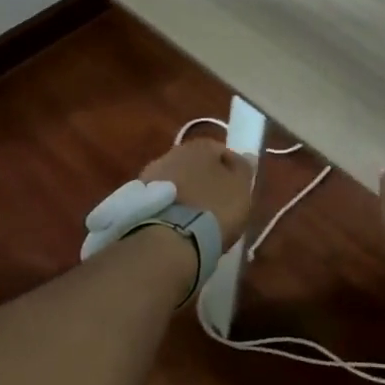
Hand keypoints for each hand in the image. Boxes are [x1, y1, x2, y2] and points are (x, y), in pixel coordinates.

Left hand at [140, 138, 254, 245]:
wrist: (169, 238)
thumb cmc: (213, 208)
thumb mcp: (241, 190)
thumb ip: (244, 170)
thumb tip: (247, 155)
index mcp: (199, 146)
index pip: (222, 151)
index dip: (233, 170)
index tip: (238, 190)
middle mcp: (172, 153)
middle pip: (196, 165)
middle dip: (206, 181)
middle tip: (218, 204)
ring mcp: (151, 175)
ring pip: (177, 182)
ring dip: (187, 194)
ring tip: (197, 219)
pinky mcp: (138, 199)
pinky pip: (164, 200)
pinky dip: (172, 208)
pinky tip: (179, 225)